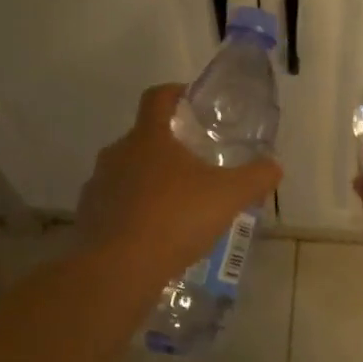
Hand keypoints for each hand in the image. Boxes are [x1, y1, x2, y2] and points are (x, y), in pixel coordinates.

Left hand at [78, 84, 281, 283]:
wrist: (119, 269)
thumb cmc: (175, 218)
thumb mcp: (229, 196)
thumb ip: (255, 178)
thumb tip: (274, 167)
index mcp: (149, 137)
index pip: (157, 97)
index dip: (175, 92)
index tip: (191, 100)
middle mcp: (117, 153)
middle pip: (143, 138)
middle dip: (168, 147)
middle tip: (195, 165)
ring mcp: (98, 185)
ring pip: (127, 172)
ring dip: (149, 181)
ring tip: (176, 205)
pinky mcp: (88, 216)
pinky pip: (114, 205)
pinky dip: (133, 212)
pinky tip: (153, 234)